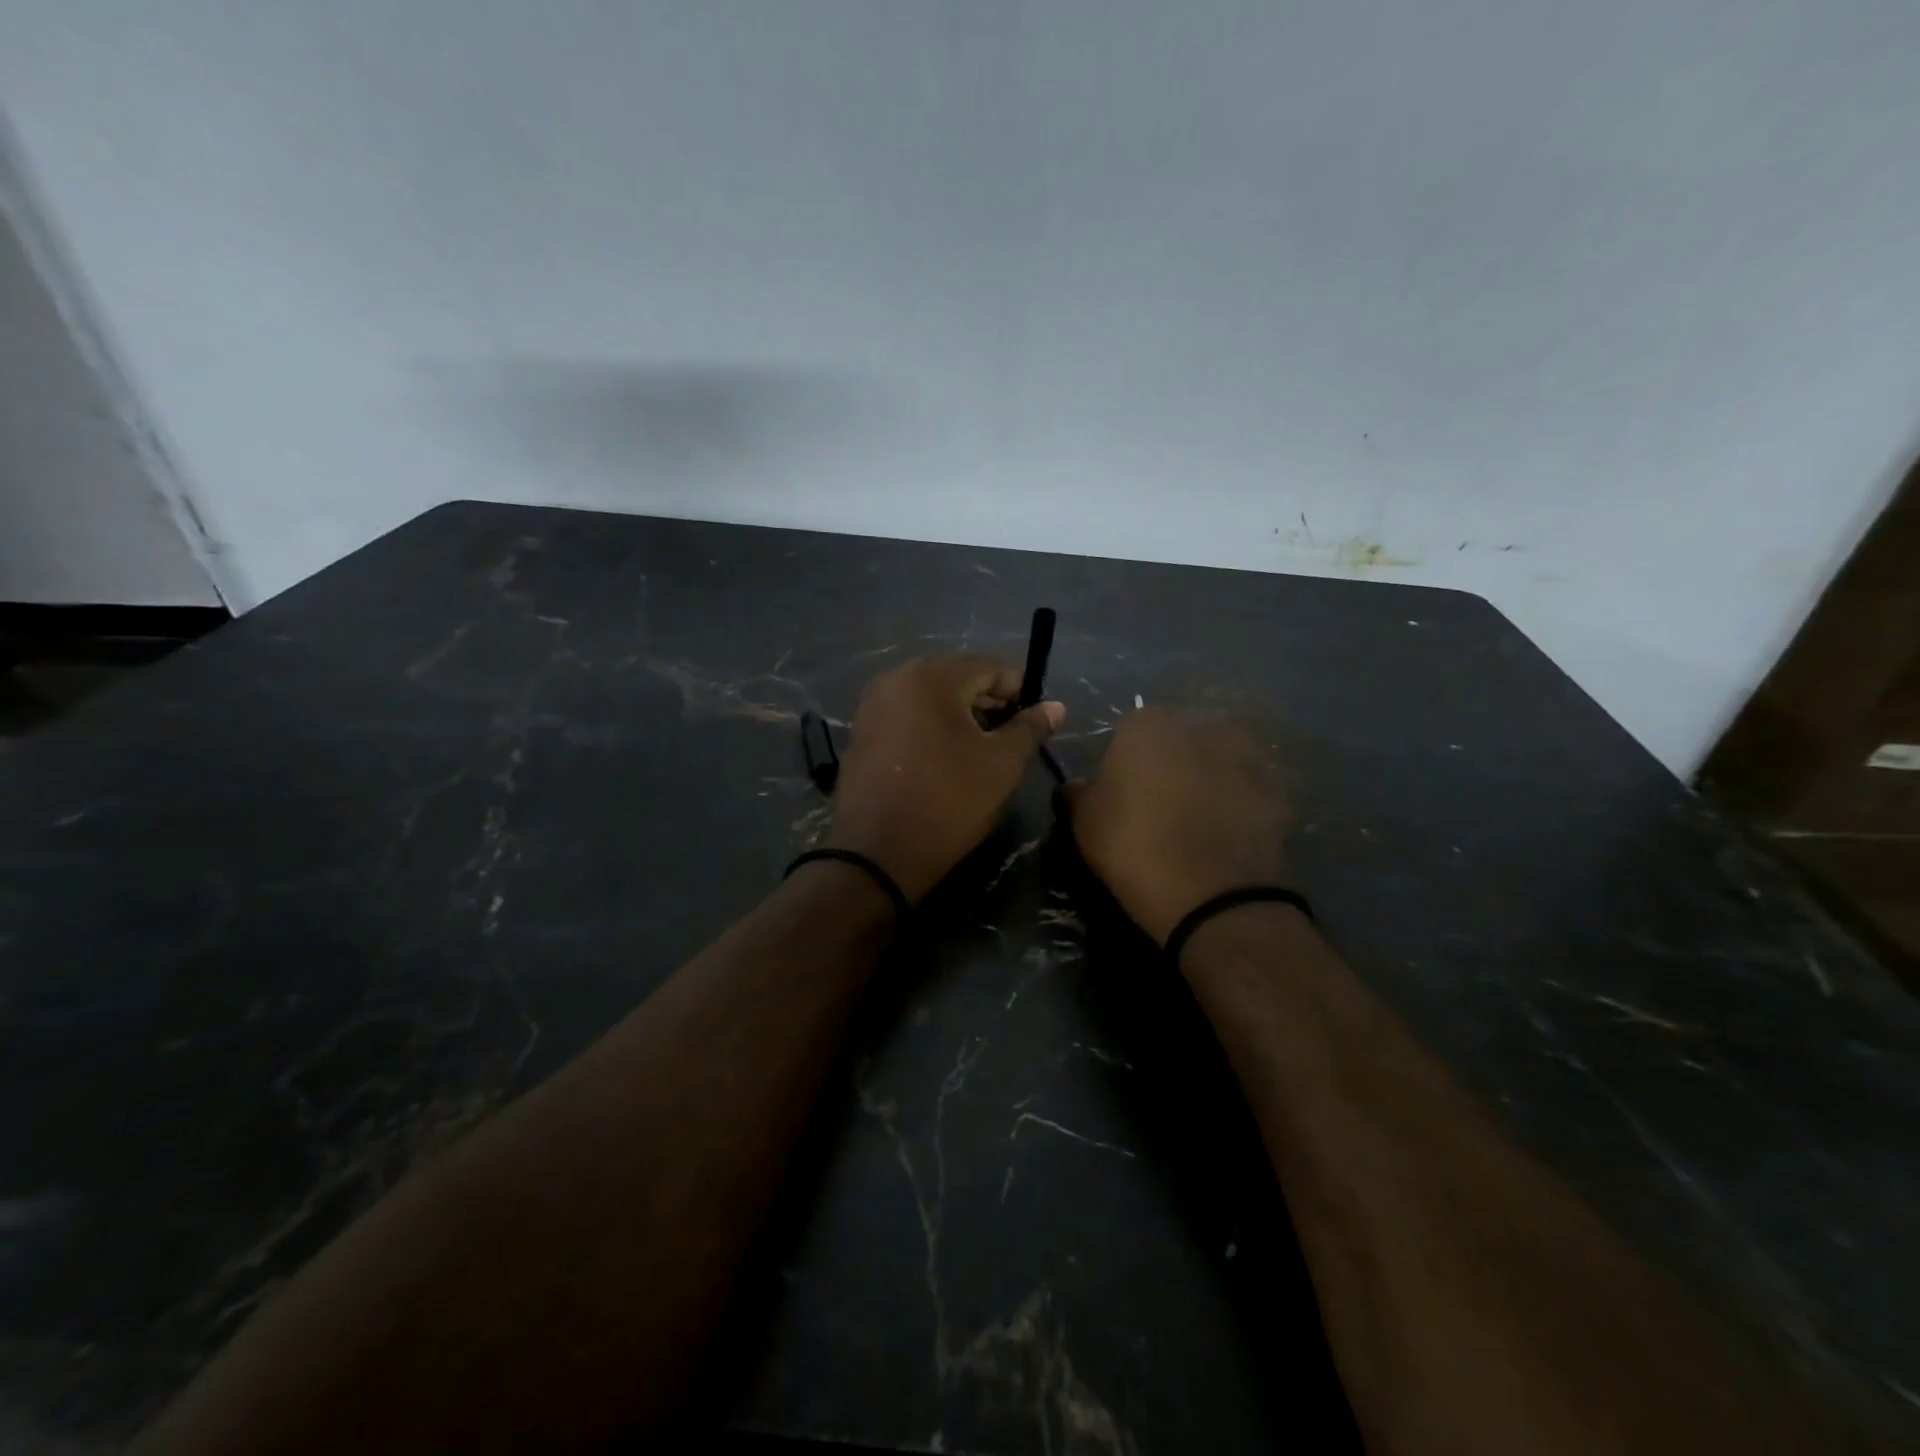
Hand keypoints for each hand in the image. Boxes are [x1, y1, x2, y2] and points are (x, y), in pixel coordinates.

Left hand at [827, 655, 1063, 902]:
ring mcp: (872, 704)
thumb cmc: (947, 803)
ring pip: (931, 697)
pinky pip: (907, 716)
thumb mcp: (1001, 766)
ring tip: (980, 753)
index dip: (1021, 691)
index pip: (991, 666)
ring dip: (961, 717)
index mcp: (931, 676)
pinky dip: (931, 728)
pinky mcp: (861, 731)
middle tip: (1011, 740)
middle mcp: (895, 678)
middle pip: (958, 677)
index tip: (1035, 724)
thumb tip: (1055, 706)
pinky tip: (944, 760)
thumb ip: (1030, 728)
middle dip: (989, 704)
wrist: (876, 856)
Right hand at [1063, 707, 1291, 945]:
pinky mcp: (1276, 793)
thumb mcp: (1083, 822)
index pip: (1131, 730)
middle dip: (1173, 762)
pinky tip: (1229, 834)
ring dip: (1212, 778)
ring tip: (1200, 817)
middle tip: (1162, 802)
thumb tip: (1074, 786)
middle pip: (1180, 739)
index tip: (1123, 790)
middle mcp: (1199, 729)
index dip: (1126, 760)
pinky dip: (1242, 806)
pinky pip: (1250, 793)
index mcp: (1148, 726)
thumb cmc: (1132, 847)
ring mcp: (1244, 758)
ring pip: (1220, 760)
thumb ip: (1077, 794)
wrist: (1210, 895)